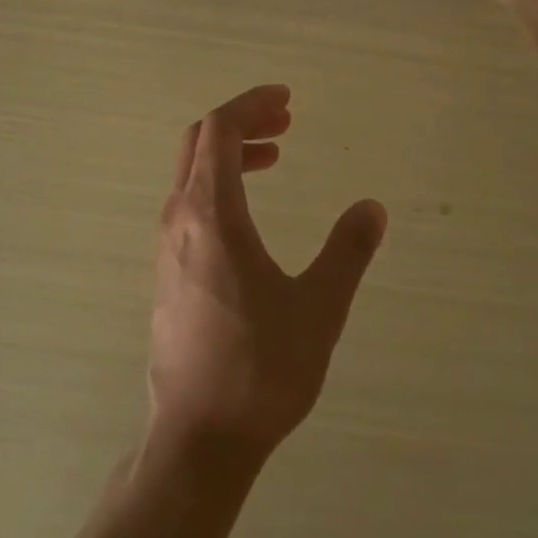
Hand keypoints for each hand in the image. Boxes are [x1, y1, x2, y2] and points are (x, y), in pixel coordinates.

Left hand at [147, 85, 386, 465]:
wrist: (198, 438)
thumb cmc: (260, 369)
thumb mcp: (318, 307)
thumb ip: (346, 252)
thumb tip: (371, 208)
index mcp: (211, 215)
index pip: (219, 130)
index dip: (251, 105)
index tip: (286, 100)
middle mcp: (179, 220)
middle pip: (199, 142)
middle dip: (241, 121)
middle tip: (285, 121)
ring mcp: (166, 248)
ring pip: (191, 173)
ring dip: (230, 153)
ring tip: (274, 156)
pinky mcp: (167, 273)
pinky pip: (188, 203)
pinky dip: (219, 184)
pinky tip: (249, 211)